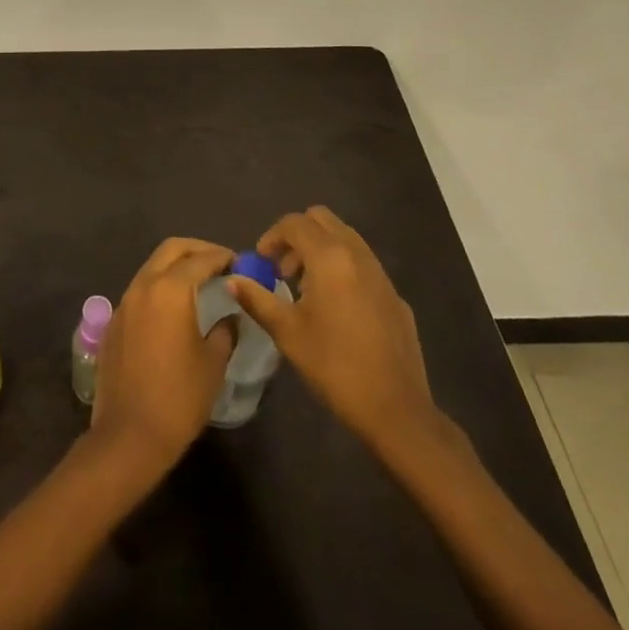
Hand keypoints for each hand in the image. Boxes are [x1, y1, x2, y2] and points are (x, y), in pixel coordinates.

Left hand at [90, 238, 237, 472]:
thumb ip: (224, 331)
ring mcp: (124, 302)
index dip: (222, 257)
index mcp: (170, 290)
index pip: (200, 259)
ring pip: (152, 267)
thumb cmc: (179, 398)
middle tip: (219, 262)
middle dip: (197, 249)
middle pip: (171, 249)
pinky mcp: (114, 321)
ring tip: (200, 281)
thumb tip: (229, 317)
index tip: (239, 262)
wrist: (129, 435)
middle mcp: (143, 286)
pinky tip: (173, 308)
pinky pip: (140, 290)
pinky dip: (159, 286)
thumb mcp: (213, 364)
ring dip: (176, 266)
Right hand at [229, 207, 437, 452]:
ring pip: (345, 238)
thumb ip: (257, 299)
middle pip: (322, 219)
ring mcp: (381, 274)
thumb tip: (232, 280)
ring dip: (320, 250)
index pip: (295, 223)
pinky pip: (363, 264)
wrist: (396, 410)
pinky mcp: (395, 295)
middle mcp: (357, 255)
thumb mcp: (287, 333)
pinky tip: (337, 310)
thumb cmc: (334, 366)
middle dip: (297, 235)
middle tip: (283, 269)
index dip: (272, 236)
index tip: (261, 262)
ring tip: (306, 289)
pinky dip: (343, 269)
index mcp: (329, 258)